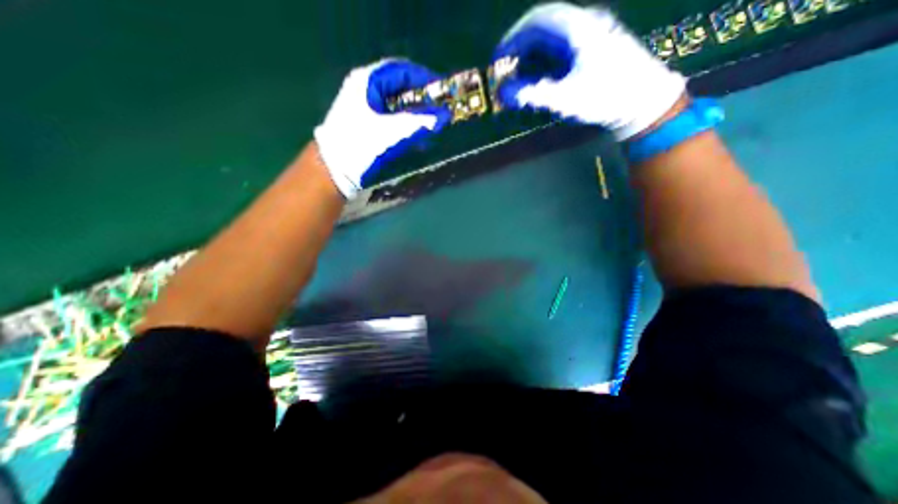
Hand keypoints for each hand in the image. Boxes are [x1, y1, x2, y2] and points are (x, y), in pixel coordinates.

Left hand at [317, 59, 456, 198]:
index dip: (423, 78)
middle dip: (421, 98)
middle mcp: (365, 90)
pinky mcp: (366, 124)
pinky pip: (391, 118)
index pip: (401, 70)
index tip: (442, 91)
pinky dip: (405, 124)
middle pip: (399, 87)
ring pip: (396, 104)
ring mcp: (364, 107)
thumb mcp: (390, 132)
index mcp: (367, 81)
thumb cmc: (359, 145)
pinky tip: (415, 136)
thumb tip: (445, 116)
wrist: (335, 170)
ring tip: (430, 123)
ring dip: (414, 113)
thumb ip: (418, 123)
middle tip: (439, 109)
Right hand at [493, 1, 684, 139]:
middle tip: (505, 70)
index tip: (498, 59)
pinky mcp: (595, 48)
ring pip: (553, 37)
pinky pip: (563, 47)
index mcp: (578, 29)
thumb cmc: (605, 98)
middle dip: (520, 47)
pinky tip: (540, 76)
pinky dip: (545, 60)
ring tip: (519, 76)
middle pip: (543, 27)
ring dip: (532, 55)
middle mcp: (585, 24)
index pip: (537, 20)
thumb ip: (532, 94)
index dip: (513, 39)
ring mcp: (592, 35)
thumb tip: (503, 94)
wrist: (644, 101)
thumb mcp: (565, 98)